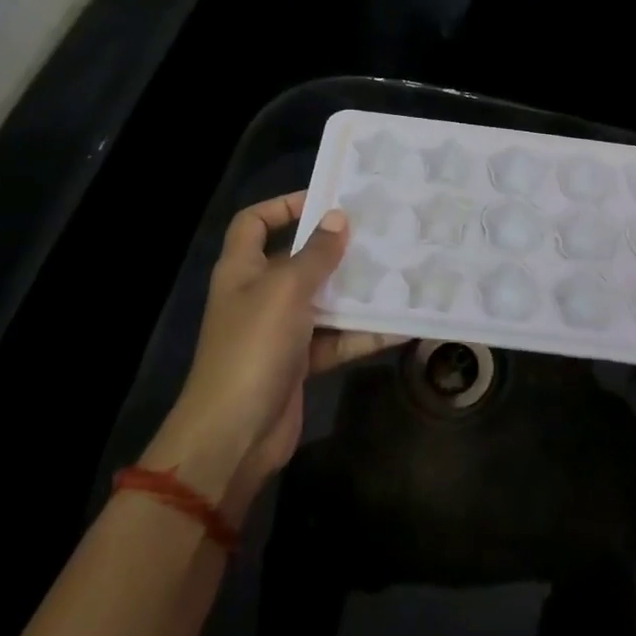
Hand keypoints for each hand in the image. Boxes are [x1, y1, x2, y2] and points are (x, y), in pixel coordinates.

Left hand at [144, 192, 400, 516]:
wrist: (234, 435)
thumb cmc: (254, 346)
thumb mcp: (286, 289)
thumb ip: (316, 253)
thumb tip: (338, 218)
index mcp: (242, 268)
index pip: (255, 222)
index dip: (284, 205)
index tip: (327, 200)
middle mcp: (259, 294)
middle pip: (298, 259)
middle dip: (335, 247)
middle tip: (379, 231)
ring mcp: (280, 329)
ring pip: (324, 299)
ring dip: (356, 290)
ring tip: (399, 270)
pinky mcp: (300, 361)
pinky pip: (337, 338)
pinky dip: (364, 333)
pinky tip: (401, 324)